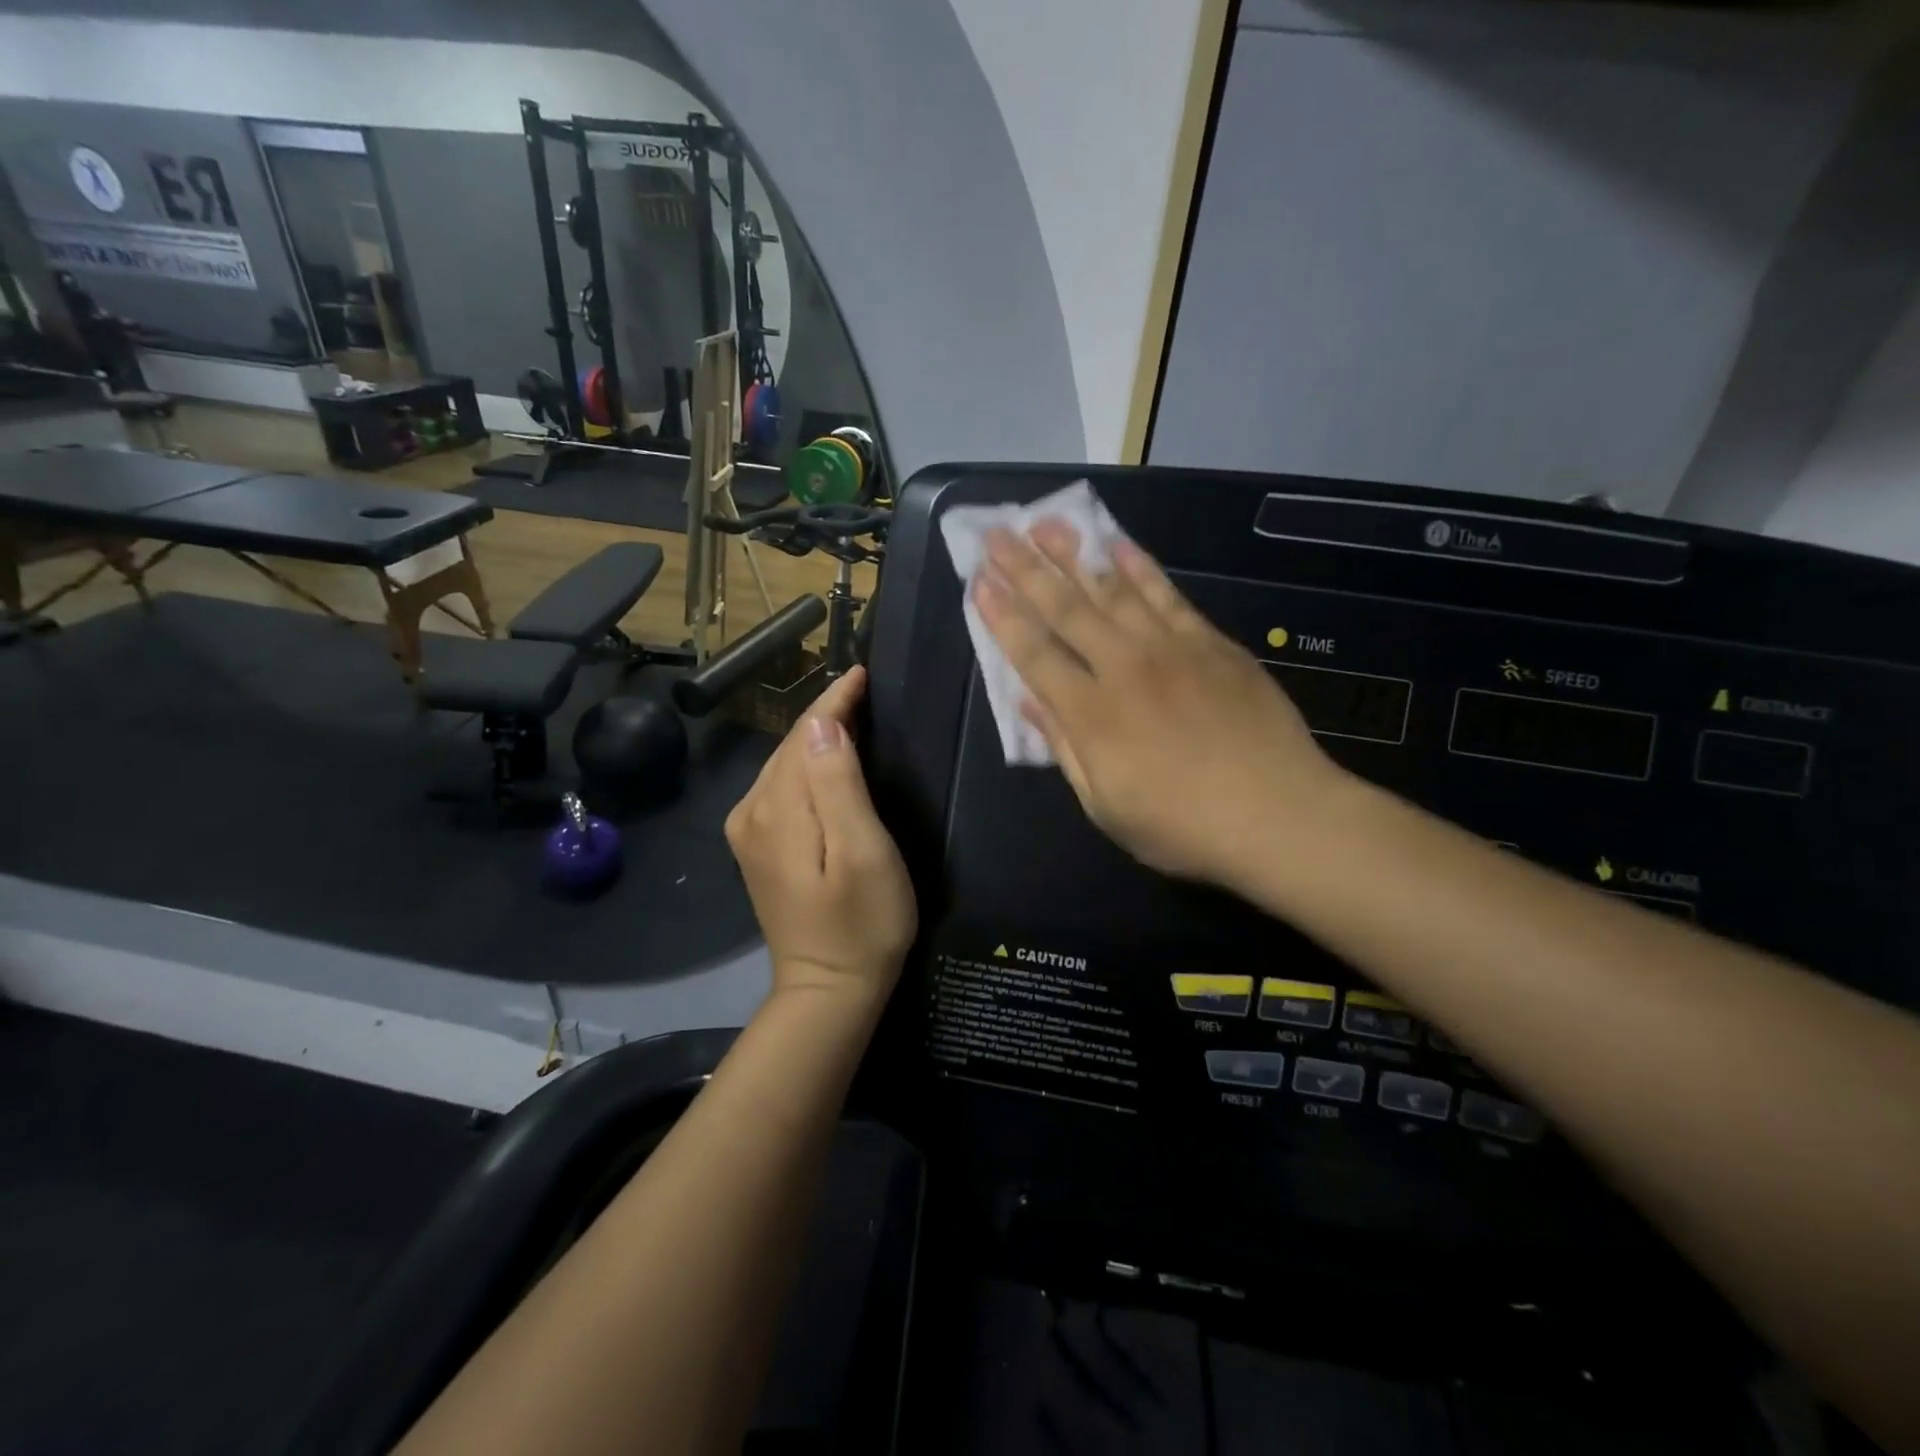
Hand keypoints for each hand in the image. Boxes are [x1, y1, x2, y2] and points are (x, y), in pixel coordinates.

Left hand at [725, 665, 916, 1005]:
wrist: (829, 990)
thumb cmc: (862, 923)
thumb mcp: (862, 852)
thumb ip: (839, 784)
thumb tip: (823, 725)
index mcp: (777, 809)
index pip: (806, 735)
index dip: (834, 701)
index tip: (861, 672)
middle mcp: (752, 811)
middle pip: (791, 746)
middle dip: (825, 714)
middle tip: (863, 687)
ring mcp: (749, 831)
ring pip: (785, 764)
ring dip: (816, 738)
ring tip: (852, 713)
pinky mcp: (758, 847)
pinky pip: (782, 788)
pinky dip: (807, 765)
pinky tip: (828, 760)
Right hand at [974, 521, 1348, 890]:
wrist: (1280, 814)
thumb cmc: (1183, 826)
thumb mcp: (1106, 806)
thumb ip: (1065, 748)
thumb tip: (1030, 701)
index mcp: (1091, 715)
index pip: (1034, 653)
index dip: (1003, 616)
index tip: (978, 581)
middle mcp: (1124, 668)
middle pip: (1066, 609)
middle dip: (1026, 568)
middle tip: (998, 532)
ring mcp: (1171, 649)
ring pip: (1113, 590)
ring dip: (1075, 553)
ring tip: (1046, 522)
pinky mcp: (1211, 643)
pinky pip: (1167, 594)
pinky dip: (1140, 566)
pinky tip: (1117, 543)